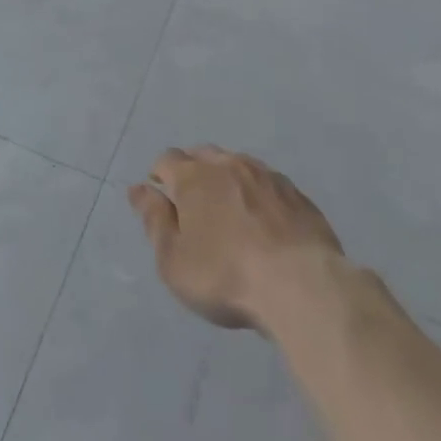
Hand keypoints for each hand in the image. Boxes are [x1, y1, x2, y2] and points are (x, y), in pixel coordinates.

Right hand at [128, 147, 344, 329]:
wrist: (301, 285)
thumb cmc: (225, 276)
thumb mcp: (173, 259)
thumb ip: (154, 220)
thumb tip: (139, 189)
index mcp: (193, 177)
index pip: (167, 159)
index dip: (160, 175)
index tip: (162, 197)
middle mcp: (228, 164)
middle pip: (202, 154)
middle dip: (192, 171)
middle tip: (193, 204)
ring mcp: (266, 175)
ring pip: (237, 164)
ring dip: (226, 179)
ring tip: (229, 210)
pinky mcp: (296, 193)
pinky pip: (267, 182)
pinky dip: (257, 193)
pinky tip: (263, 219)